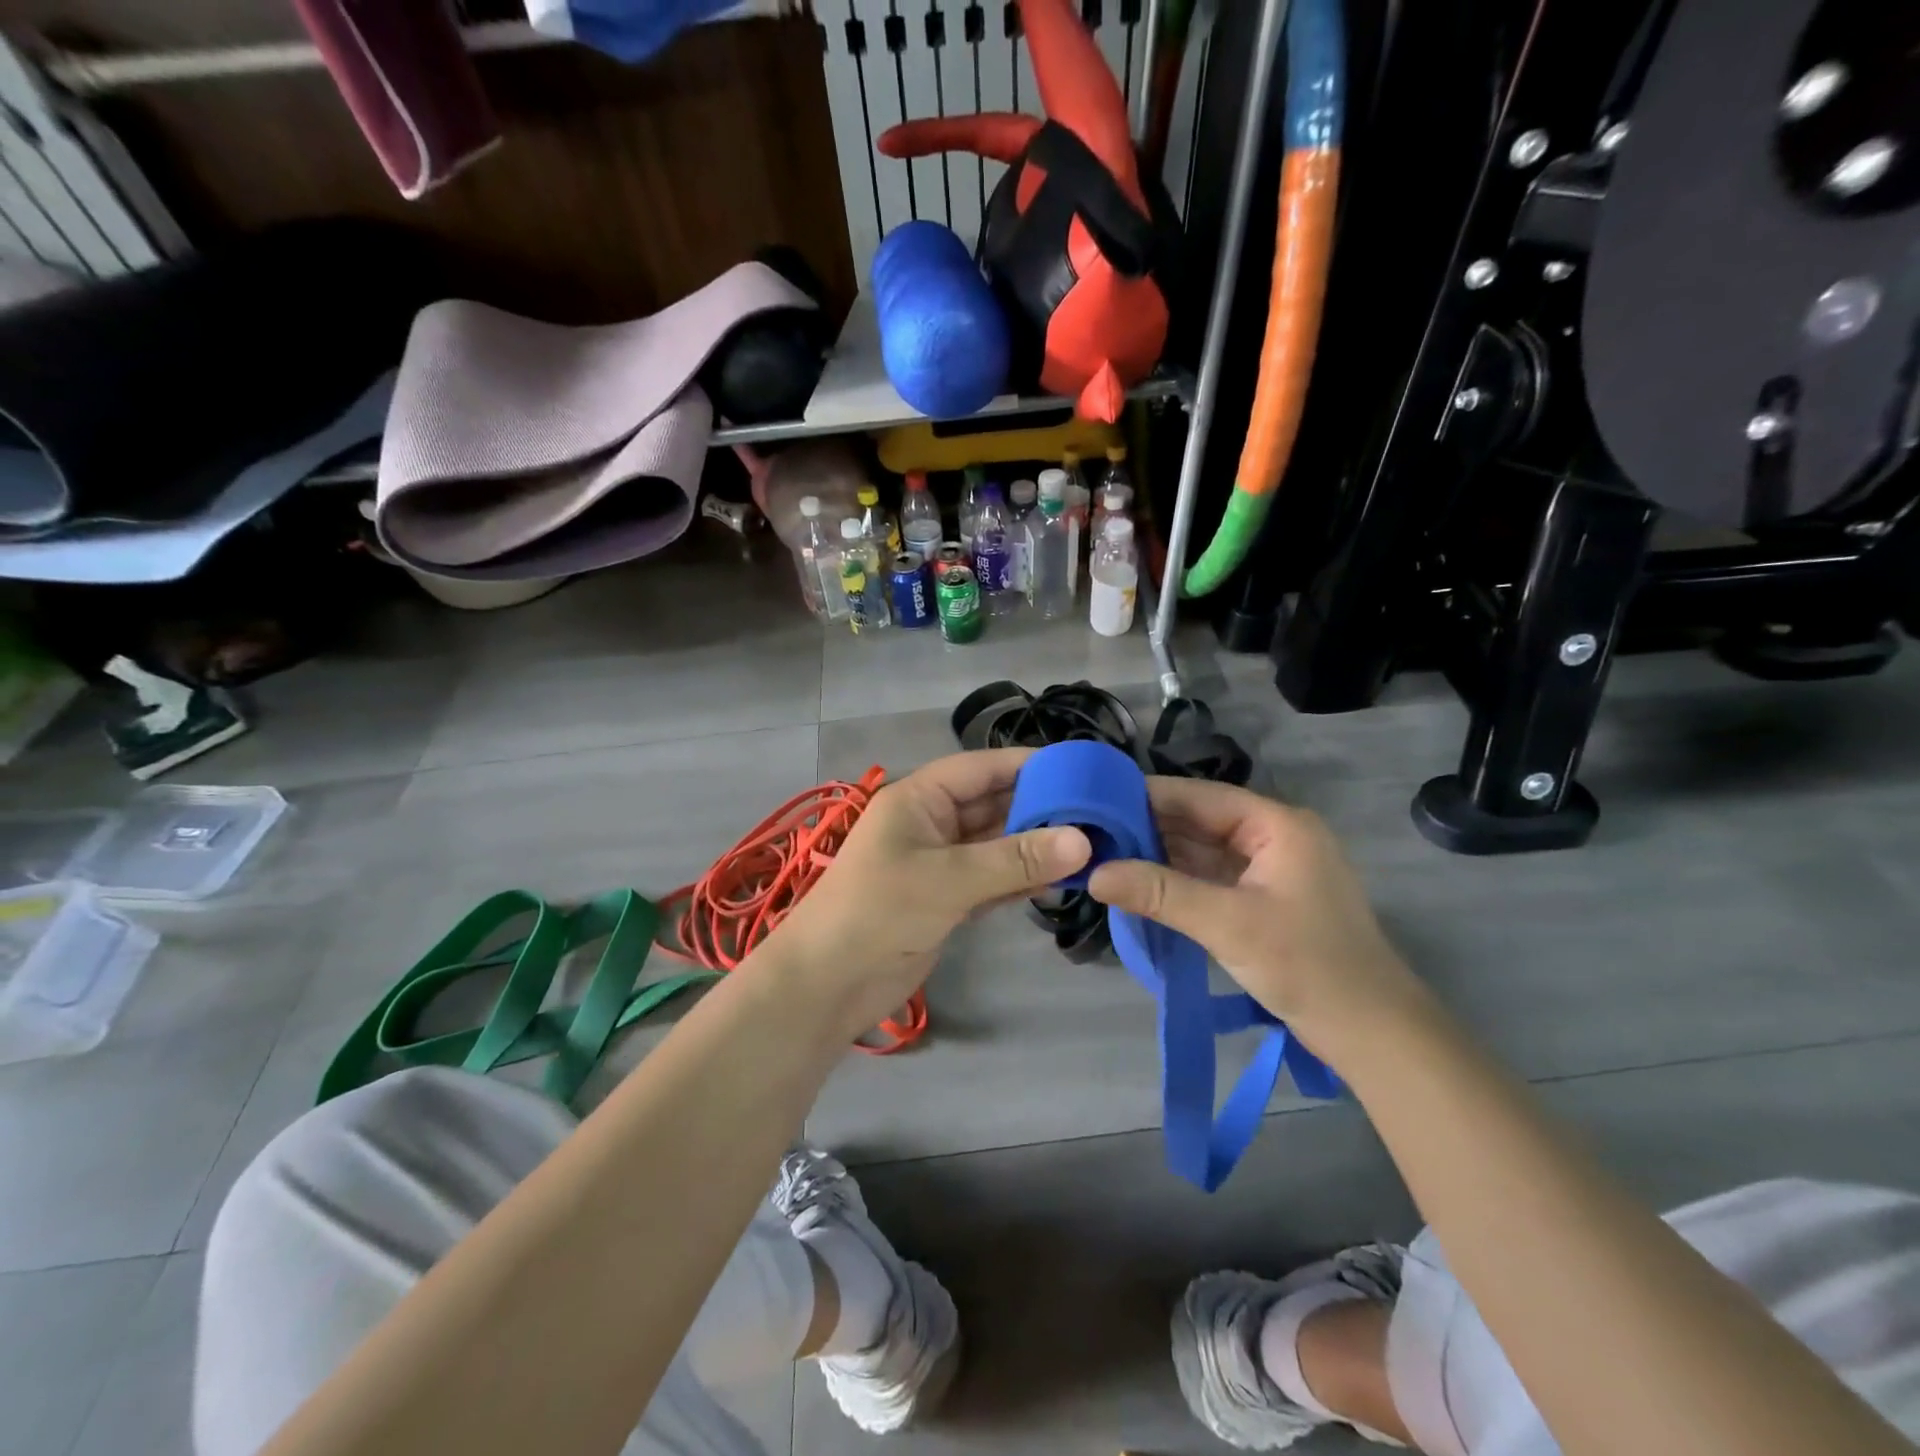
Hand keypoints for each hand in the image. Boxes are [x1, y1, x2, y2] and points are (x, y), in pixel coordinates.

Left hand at [767, 749, 1090, 1040]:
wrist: (829, 983)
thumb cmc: (879, 912)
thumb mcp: (949, 879)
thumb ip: (1015, 859)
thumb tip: (1083, 840)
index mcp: (919, 799)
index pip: (981, 768)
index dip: (1027, 765)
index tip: (1078, 770)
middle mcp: (931, 823)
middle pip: (993, 805)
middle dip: (1040, 808)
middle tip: (1097, 812)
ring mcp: (940, 863)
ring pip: (996, 845)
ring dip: (1035, 847)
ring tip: (1092, 845)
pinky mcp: (947, 900)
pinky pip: (993, 879)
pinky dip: (1021, 880)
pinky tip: (1060, 881)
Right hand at [1086, 777, 1425, 1055]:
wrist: (1373, 1034)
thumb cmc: (1308, 966)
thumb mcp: (1228, 924)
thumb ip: (1160, 893)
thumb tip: (1093, 874)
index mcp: (1276, 824)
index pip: (1198, 795)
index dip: (1146, 797)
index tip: (1094, 802)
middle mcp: (1272, 836)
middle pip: (1198, 821)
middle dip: (1147, 829)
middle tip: (1090, 835)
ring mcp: (1268, 870)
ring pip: (1200, 851)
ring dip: (1158, 856)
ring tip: (1102, 857)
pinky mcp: (1262, 901)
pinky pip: (1209, 879)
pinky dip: (1176, 882)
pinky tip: (1137, 885)